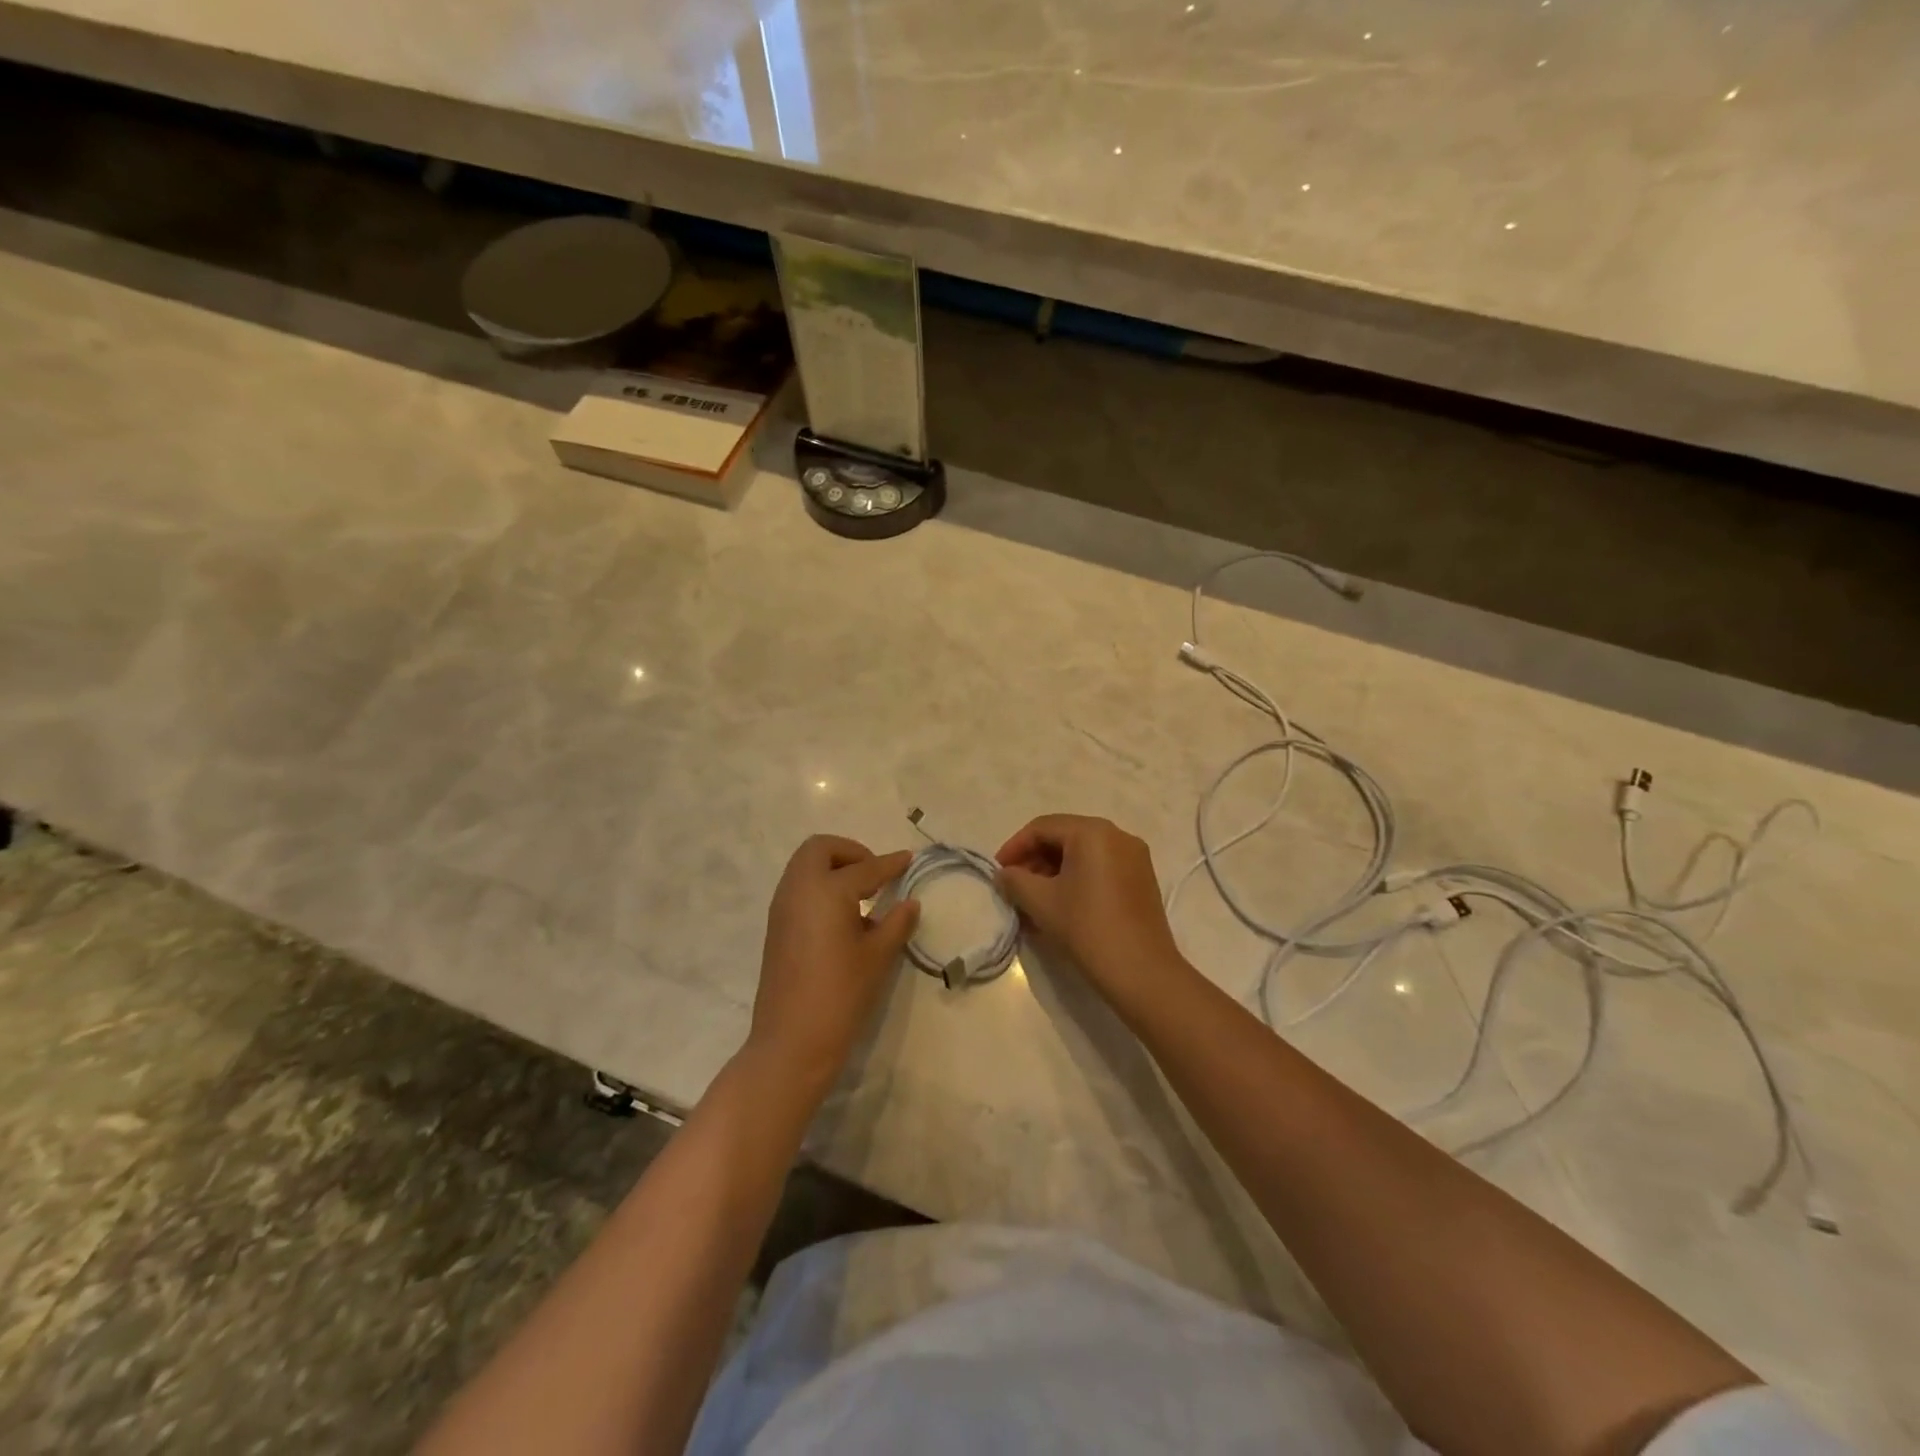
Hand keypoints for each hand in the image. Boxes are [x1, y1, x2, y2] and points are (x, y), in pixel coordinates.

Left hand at [748, 835, 918, 1094]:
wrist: (791, 1042)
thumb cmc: (841, 994)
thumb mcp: (878, 957)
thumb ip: (896, 923)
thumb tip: (910, 903)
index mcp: (826, 890)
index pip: (865, 868)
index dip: (890, 863)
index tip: (908, 859)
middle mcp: (799, 889)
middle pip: (820, 849)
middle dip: (850, 852)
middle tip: (876, 874)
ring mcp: (782, 908)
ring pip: (805, 866)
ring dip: (833, 868)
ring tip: (863, 894)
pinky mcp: (776, 927)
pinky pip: (798, 888)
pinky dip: (821, 886)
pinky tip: (844, 916)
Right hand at [995, 815, 1188, 1000]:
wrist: (1142, 973)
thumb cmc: (1087, 928)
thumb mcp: (1041, 902)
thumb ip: (1015, 881)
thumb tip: (1004, 874)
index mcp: (1093, 832)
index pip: (1043, 827)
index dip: (1014, 847)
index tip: (998, 872)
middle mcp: (1117, 836)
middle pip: (1064, 838)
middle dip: (1034, 860)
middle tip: (1014, 887)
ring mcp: (1134, 858)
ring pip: (1082, 855)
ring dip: (1053, 873)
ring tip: (1032, 902)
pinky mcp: (1141, 881)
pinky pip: (1100, 869)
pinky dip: (1076, 881)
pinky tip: (1059, 907)